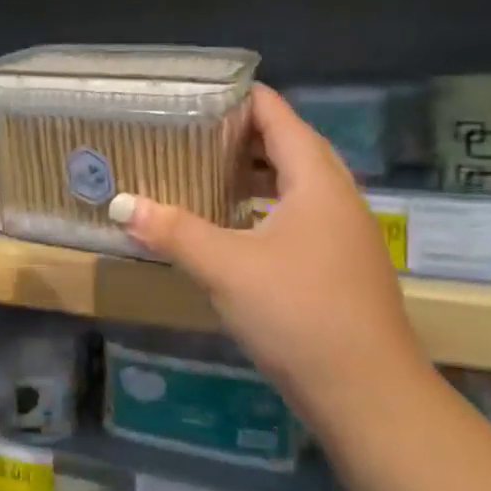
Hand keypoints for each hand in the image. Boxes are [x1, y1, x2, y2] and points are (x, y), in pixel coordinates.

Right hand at [108, 85, 425, 417]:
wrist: (368, 395)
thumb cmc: (299, 314)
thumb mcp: (226, 268)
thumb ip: (173, 231)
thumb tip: (122, 205)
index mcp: (317, 180)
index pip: (278, 115)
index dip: (239, 97)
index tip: (193, 94)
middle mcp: (337, 196)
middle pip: (289, 144)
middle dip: (241, 133)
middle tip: (189, 131)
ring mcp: (343, 233)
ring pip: (295, 182)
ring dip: (254, 172)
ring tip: (204, 170)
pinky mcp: (340, 264)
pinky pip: (298, 214)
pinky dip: (264, 206)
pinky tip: (232, 226)